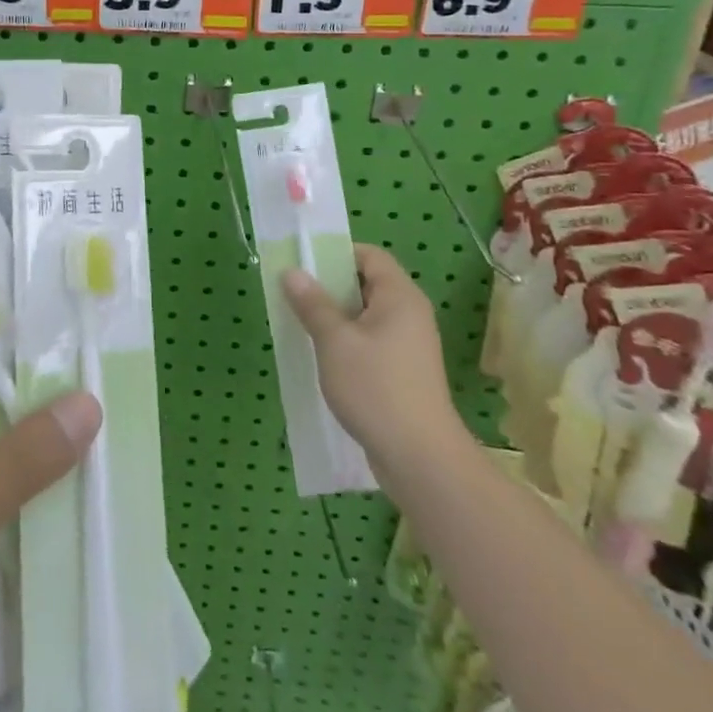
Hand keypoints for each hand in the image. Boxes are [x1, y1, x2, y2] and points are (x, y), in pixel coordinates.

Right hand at [283, 245, 470, 475]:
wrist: (420, 458)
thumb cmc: (376, 387)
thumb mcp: (334, 341)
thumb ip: (312, 304)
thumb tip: (292, 271)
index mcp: (400, 296)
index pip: (370, 255)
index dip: (337, 253)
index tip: (305, 265)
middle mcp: (410, 314)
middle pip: (368, 283)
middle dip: (331, 286)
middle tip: (295, 293)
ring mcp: (409, 345)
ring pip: (367, 315)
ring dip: (336, 316)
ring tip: (303, 324)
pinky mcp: (404, 371)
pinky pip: (372, 340)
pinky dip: (348, 340)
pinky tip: (324, 356)